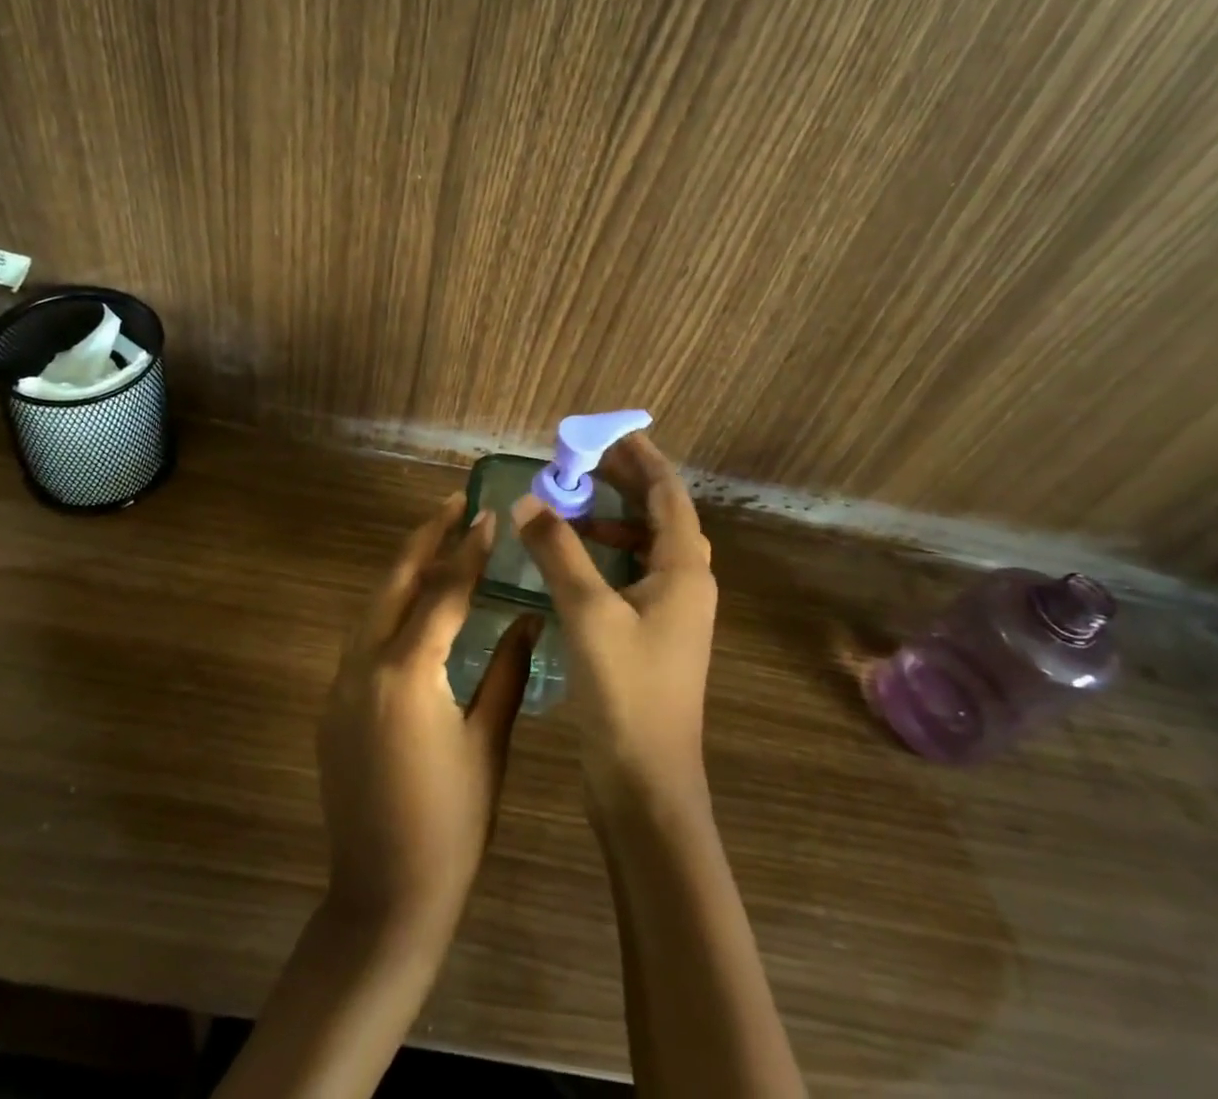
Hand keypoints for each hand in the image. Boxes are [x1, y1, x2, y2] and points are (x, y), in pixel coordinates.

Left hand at [319, 492, 537, 936]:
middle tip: (453, 503)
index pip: (444, 591)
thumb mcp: (489, 743)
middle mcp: (365, 664)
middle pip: (395, 580)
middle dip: (425, 537)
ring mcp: (341, 682)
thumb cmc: (453, 824)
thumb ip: (508, 671)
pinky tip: (413, 605)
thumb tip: (529, 618)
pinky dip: (389, 608)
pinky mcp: (333, 703)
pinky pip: (363, 636)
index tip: (486, 513)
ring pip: (373, 604)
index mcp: (409, 672)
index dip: (468, 549)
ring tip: (437, 541)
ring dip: (405, 568)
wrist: (384, 896)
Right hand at [510, 433, 715, 805]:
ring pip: (647, 546)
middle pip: (662, 516)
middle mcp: (687, 584)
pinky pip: (633, 574)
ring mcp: (672, 613)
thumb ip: (558, 551)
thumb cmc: (626, 692)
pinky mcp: (652, 635)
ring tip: (573, 502)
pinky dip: (607, 554)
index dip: (644, 459)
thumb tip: (530, 500)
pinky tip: (574, 558)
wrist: (646, 785)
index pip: (670, 496)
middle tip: (586, 458)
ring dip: (614, 518)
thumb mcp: (588, 613)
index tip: (615, 431)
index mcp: (685, 571)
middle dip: (627, 483)